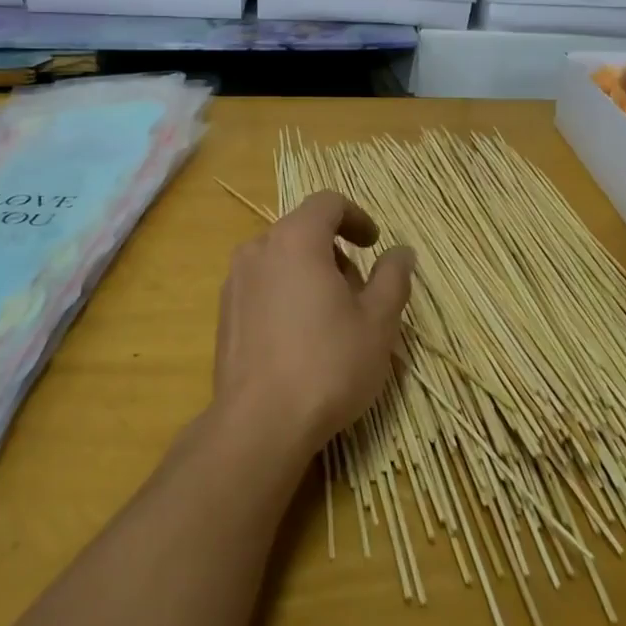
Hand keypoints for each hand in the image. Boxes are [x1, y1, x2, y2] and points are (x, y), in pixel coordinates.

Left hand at [212, 191, 415, 464]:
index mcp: (295, 239)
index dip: (356, 217)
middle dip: (336, 254)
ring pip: (281, 260)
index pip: (327, 203)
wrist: (259, 423)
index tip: (374, 245)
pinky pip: (262, 286)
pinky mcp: (224, 313)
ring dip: (310, 274)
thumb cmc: (328, 364)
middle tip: (359, 295)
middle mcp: (258, 249)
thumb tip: (401, 251)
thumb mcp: (378, 322)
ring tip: (332, 321)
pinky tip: (300, 340)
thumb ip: (393, 277)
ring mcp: (235, 281)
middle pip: (303, 231)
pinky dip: (286, 294)